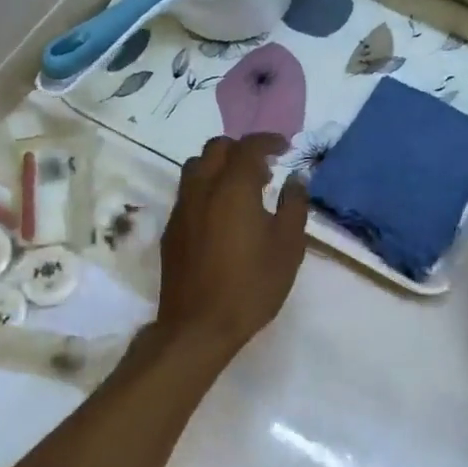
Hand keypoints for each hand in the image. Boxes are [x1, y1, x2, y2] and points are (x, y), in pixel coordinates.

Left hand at [155, 134, 309, 359]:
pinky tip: (222, 215)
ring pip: (196, 167)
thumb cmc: (251, 285)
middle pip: (215, 148)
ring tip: (242, 189)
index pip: (248, 147)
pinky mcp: (171, 229)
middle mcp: (202, 189)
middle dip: (241, 149)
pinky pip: (187, 193)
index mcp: (232, 188)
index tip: (284, 148)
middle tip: (264, 168)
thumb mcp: (287, 247)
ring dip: (219, 166)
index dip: (268, 141)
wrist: (198, 325)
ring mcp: (181, 208)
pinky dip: (206, 188)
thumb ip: (294, 206)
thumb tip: (296, 179)